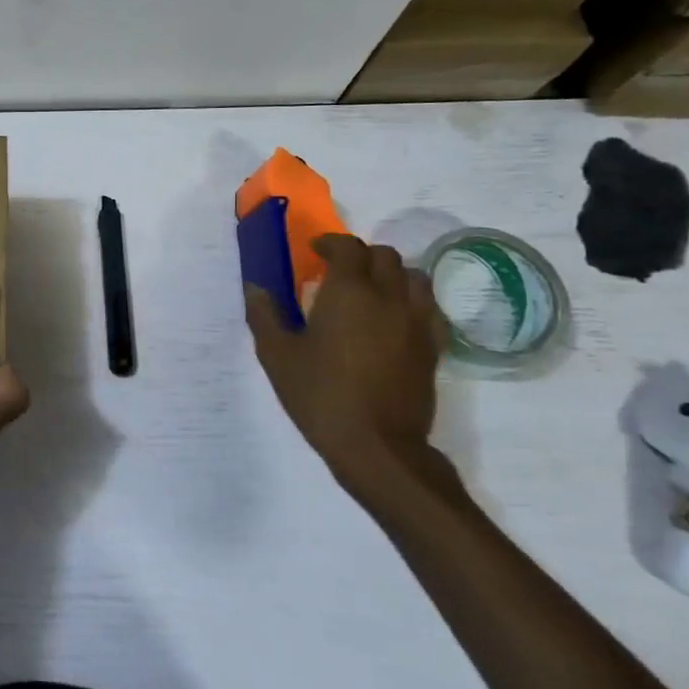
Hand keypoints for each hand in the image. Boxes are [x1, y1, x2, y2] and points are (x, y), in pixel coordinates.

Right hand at [245, 234, 456, 508]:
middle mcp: (388, 297)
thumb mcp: (277, 355)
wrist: (377, 445)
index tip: (314, 252)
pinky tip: (390, 320)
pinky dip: (408, 300)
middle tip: (337, 273)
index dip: (330, 243)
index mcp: (349, 292)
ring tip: (369, 292)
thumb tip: (256, 287)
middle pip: (384, 256)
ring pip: (413, 276)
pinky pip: (426, 306)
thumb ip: (264, 315)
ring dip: (390, 274)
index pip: (348, 248)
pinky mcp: (431, 346)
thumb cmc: (320, 394)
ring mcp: (416, 321)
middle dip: (359, 256)